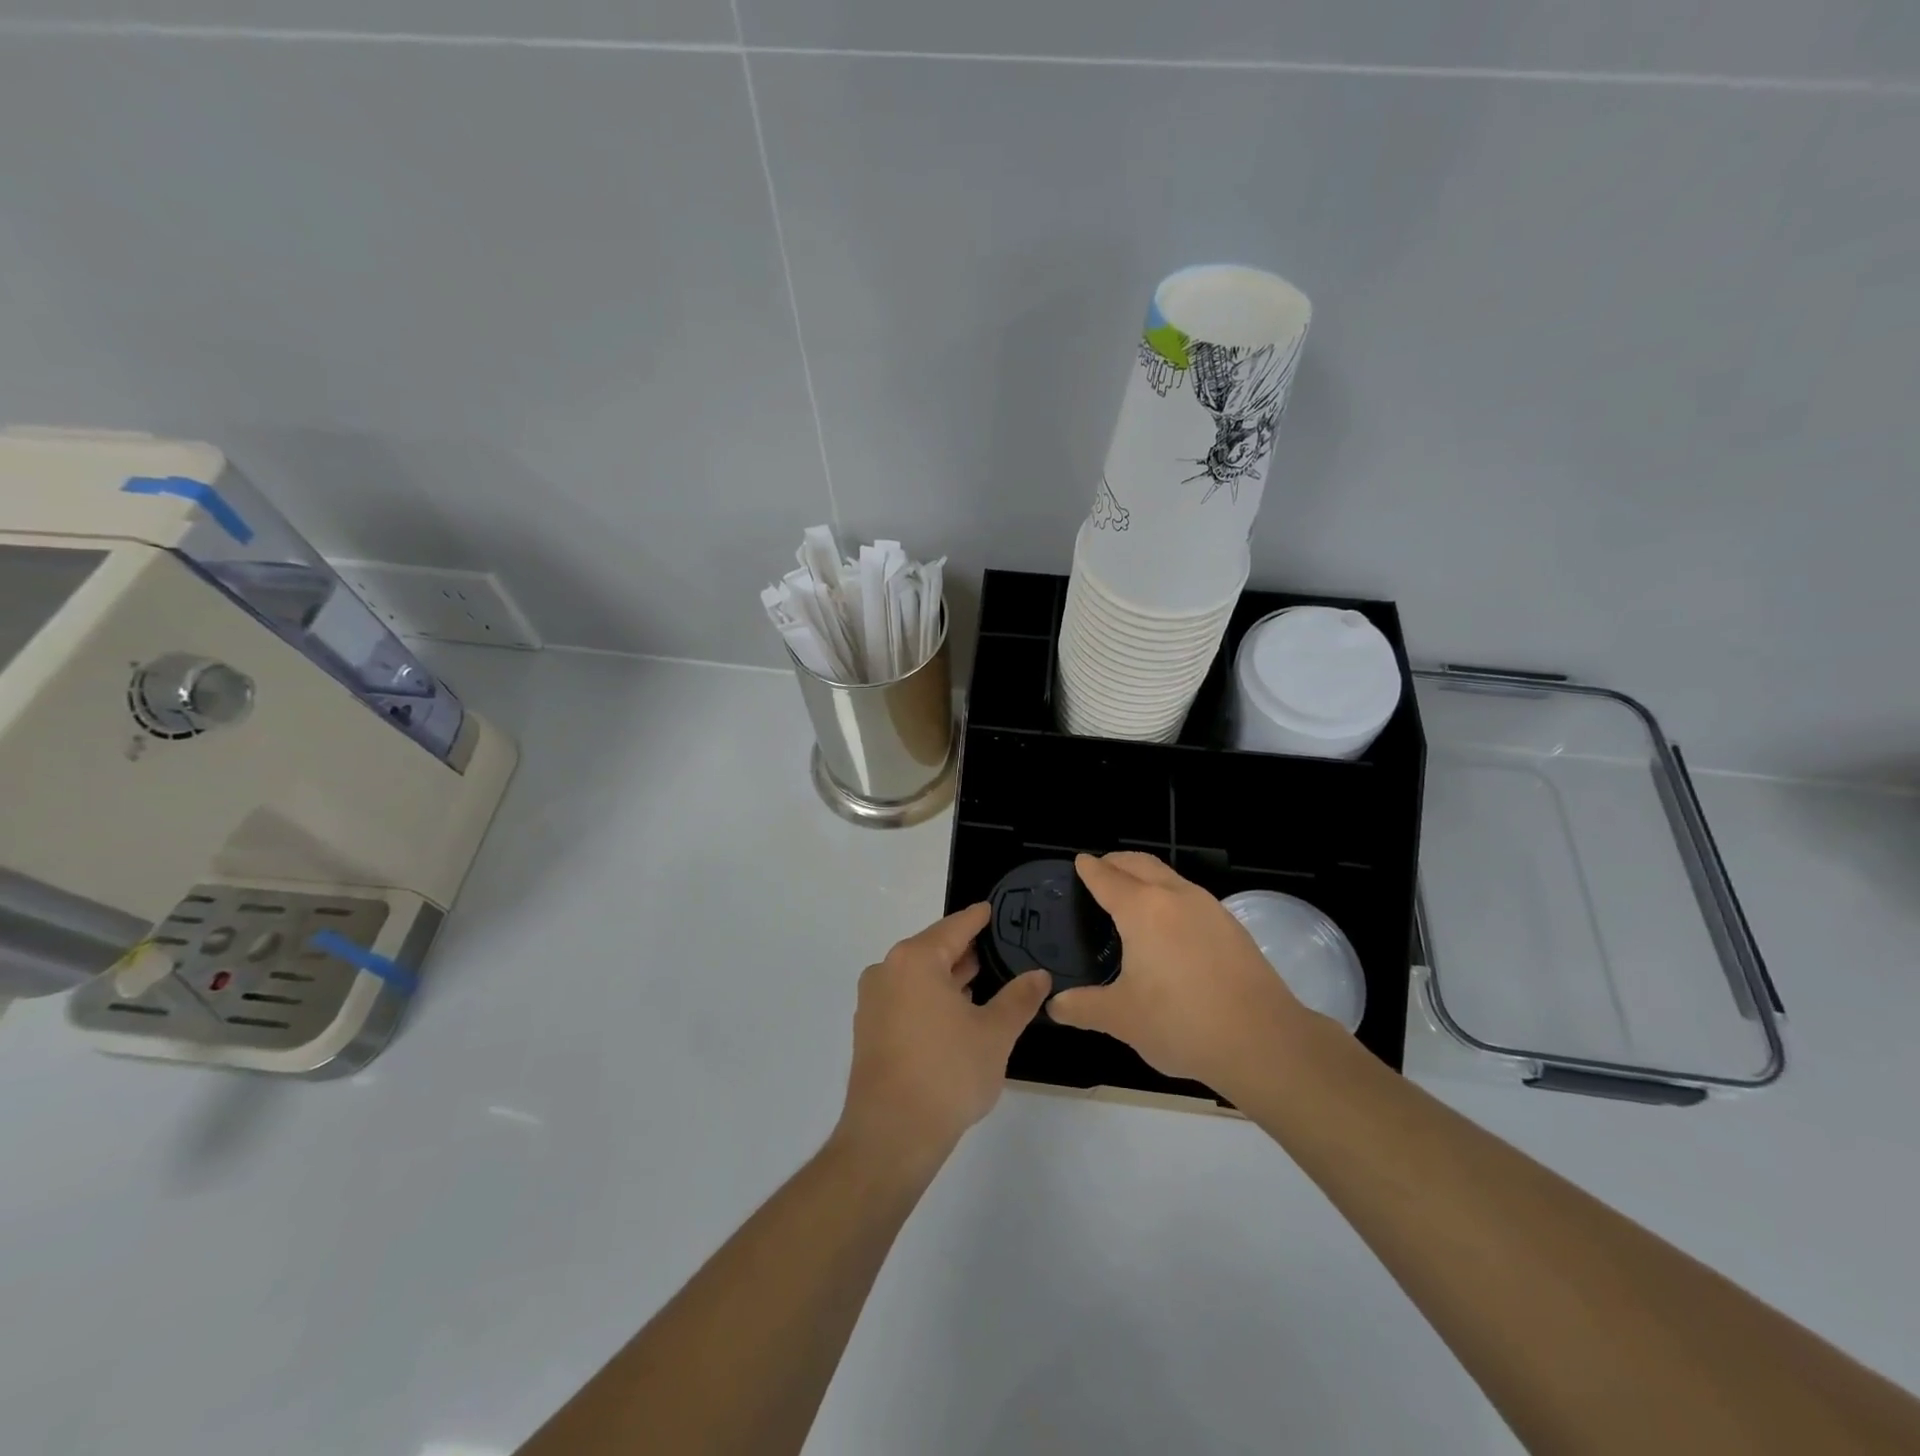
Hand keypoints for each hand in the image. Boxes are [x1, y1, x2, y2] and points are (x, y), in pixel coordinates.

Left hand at [835, 904, 1050, 1173]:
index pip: (955, 927)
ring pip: (919, 976)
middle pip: (934, 949)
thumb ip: (1019, 998)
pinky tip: (957, 1013)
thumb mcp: (995, 1033)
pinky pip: (906, 998)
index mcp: (915, 959)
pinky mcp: (869, 1029)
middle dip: (966, 951)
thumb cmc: (947, 1073)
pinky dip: (931, 998)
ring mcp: (873, 1001)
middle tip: (1000, 949)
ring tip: (984, 981)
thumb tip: (1040, 975)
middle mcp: (887, 970)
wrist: (891, 1135)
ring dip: (949, 978)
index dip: (979, 918)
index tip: (994, 909)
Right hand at [1048, 853, 1307, 1092]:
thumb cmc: (1181, 1023)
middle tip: (1100, 868)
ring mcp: (1209, 908)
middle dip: (1117, 861)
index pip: (1107, 877)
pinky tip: (1169, 925)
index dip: (1089, 869)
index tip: (1079, 862)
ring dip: (1146, 875)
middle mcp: (1175, 897)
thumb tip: (1055, 1006)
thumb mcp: (1122, 1018)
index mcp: (1142, 910)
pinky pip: (1190, 896)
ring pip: (1169, 877)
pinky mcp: (1232, 926)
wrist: (1264, 1041)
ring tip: (1131, 894)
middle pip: (1140, 864)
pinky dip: (1170, 895)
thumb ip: (1083, 1007)